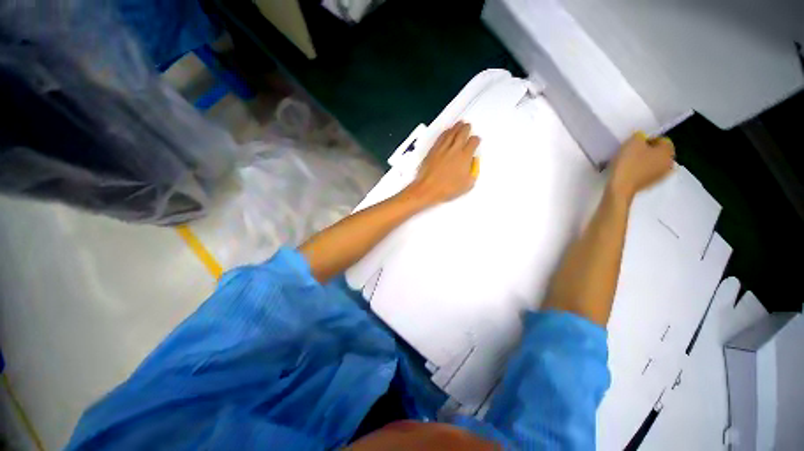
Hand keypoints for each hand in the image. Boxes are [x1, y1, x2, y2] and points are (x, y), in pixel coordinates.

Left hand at [402, 121, 479, 206]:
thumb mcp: (467, 185)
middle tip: (468, 126)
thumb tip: (472, 163)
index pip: (473, 142)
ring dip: (456, 127)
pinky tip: (447, 132)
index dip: (476, 140)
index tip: (476, 141)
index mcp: (465, 157)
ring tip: (459, 124)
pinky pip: (441, 137)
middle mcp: (454, 149)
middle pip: (462, 133)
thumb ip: (472, 172)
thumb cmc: (447, 189)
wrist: (427, 189)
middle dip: (466, 128)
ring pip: (451, 133)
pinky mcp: (433, 150)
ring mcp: (443, 148)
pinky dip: (445, 132)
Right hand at [609, 132, 674, 200]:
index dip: (647, 139)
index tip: (634, 144)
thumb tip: (642, 138)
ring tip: (629, 163)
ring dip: (644, 161)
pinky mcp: (652, 184)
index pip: (662, 140)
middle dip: (647, 151)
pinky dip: (641, 171)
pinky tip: (630, 172)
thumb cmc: (629, 163)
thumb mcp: (632, 142)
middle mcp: (669, 163)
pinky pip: (648, 172)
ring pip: (654, 162)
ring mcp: (662, 175)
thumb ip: (640, 136)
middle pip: (659, 152)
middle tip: (631, 153)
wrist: (620, 187)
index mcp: (668, 151)